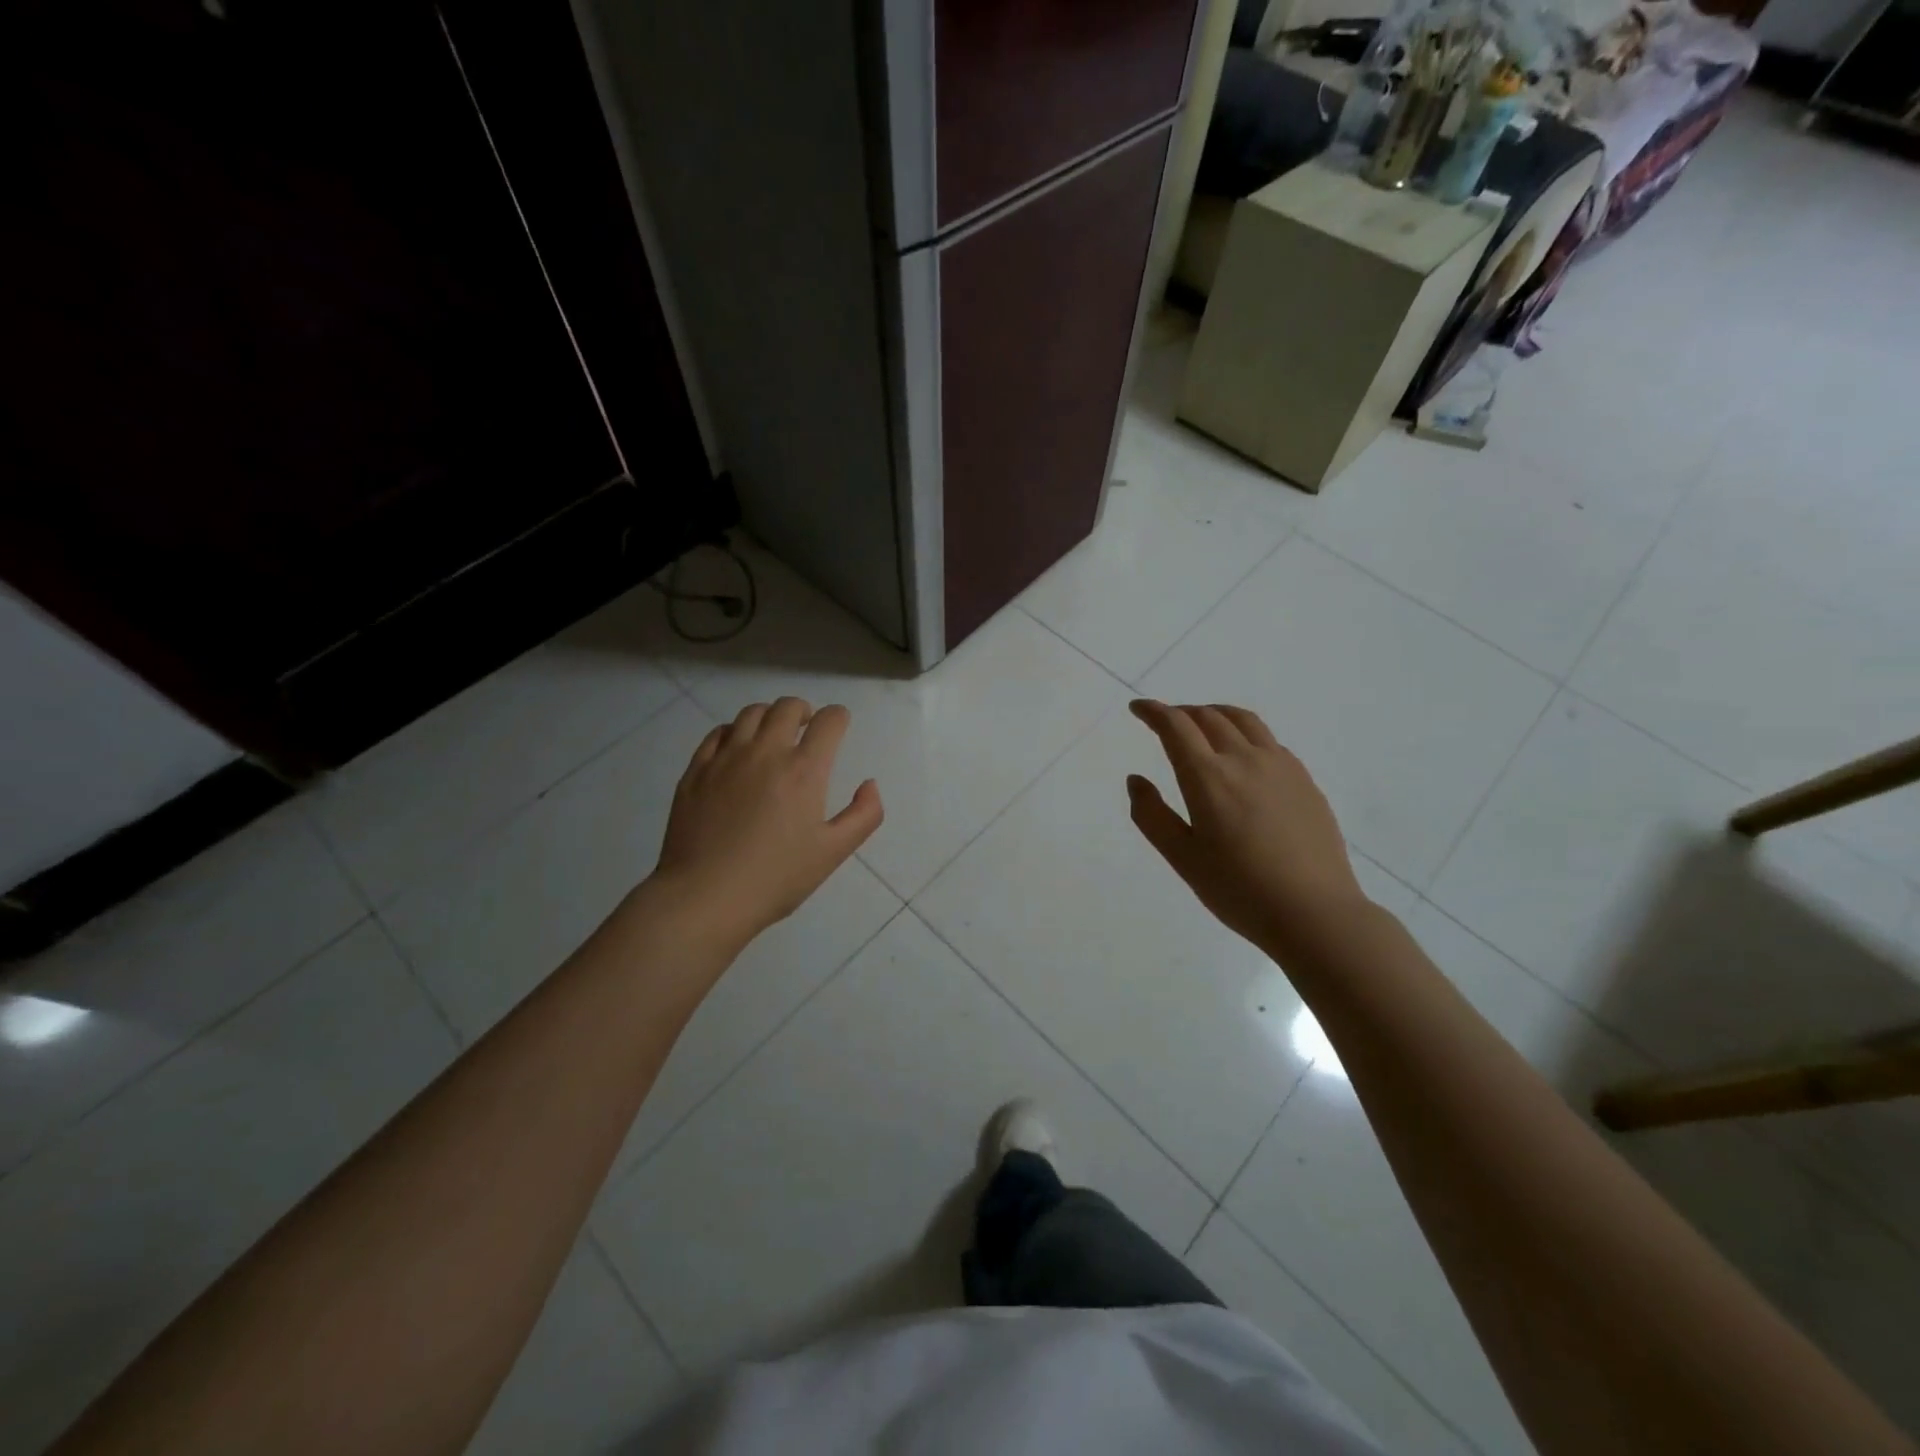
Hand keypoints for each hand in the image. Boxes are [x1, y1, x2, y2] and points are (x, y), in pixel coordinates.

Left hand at [652, 698, 882, 944]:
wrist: (705, 897)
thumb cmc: (776, 878)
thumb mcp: (833, 852)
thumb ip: (864, 814)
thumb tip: (869, 784)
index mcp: (804, 770)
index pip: (829, 721)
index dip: (839, 718)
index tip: (839, 726)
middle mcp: (765, 752)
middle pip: (788, 707)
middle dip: (804, 711)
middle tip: (807, 729)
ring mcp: (726, 758)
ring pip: (751, 713)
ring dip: (769, 716)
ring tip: (772, 736)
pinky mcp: (696, 770)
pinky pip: (717, 733)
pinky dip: (734, 732)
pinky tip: (737, 750)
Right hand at [1126, 699, 1370, 957]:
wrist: (1314, 912)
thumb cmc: (1239, 890)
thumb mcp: (1182, 858)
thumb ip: (1152, 815)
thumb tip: (1136, 779)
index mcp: (1208, 777)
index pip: (1176, 726)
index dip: (1153, 712)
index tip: (1138, 708)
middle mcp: (1244, 759)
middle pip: (1208, 717)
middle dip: (1181, 713)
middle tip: (1165, 721)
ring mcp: (1280, 766)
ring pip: (1243, 720)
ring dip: (1215, 714)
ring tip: (1202, 723)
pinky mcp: (1304, 779)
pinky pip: (1268, 740)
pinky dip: (1244, 733)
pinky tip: (1242, 755)